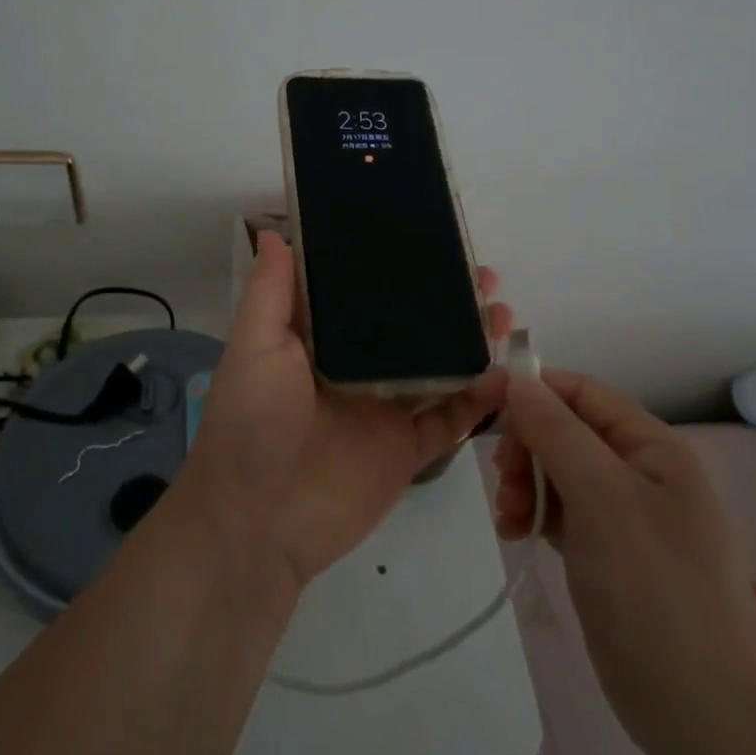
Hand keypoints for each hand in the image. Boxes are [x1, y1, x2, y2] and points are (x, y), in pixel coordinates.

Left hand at [184, 231, 511, 589]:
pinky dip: (478, 401)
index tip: (429, 240)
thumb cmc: (252, 422)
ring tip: (502, 313)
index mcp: (320, 340)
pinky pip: (449, 420)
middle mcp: (357, 368)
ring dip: (470, 341)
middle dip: (446, 302)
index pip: (363, 293)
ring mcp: (384, 409)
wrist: (258, 522)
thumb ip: (272, 292)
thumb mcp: (254, 346)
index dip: (396, 268)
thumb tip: (278, 232)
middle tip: (483, 277)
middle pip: (410, 327)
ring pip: (438, 367)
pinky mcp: (406, 450)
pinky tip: (503, 376)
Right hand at [492, 371, 755, 746]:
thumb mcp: (602, 497)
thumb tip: (516, 378)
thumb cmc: (654, 589)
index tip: (486, 406)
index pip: (583, 393)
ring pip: (559, 472)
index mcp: (653, 447)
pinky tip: (516, 533)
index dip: (535, 390)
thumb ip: (556, 432)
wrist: (702, 713)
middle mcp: (640, 473)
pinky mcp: (607, 554)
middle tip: (502, 481)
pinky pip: (562, 512)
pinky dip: (535, 514)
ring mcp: (625, 517)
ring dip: (525, 483)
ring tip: (509, 518)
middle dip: (527, 447)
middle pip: (566, 432)